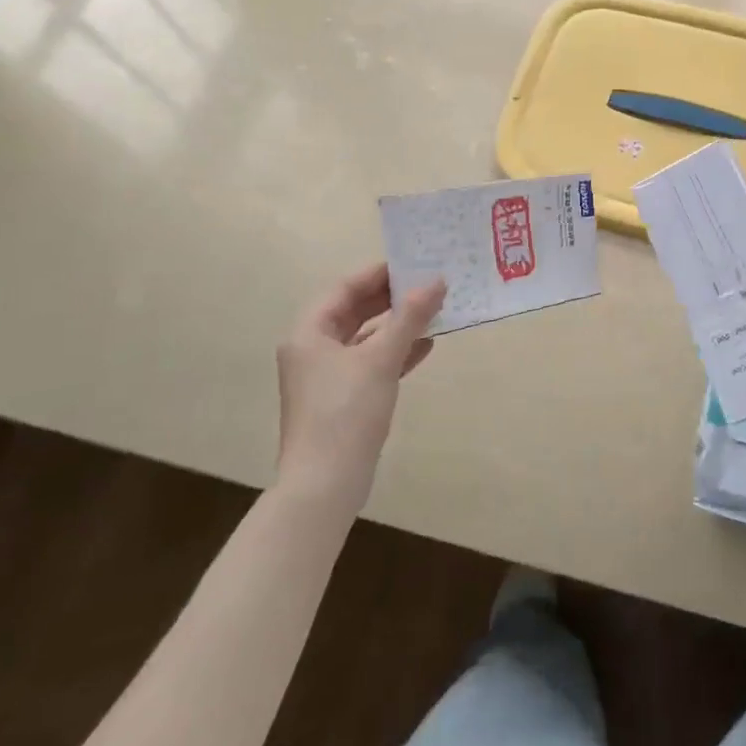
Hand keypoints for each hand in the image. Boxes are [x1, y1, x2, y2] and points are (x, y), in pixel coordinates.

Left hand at [274, 264, 444, 507]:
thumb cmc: (346, 411)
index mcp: (309, 333)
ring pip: (365, 337)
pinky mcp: (343, 398)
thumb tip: (436, 281)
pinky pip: (371, 362)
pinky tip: (425, 347)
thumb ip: (410, 317)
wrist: (325, 483)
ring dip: (397, 324)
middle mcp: (313, 349)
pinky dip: (395, 352)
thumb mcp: (381, 359)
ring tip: (434, 310)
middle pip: (354, 310)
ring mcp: (327, 376)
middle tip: (428, 283)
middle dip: (391, 298)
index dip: (378, 273)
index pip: (344, 288)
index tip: (414, 262)